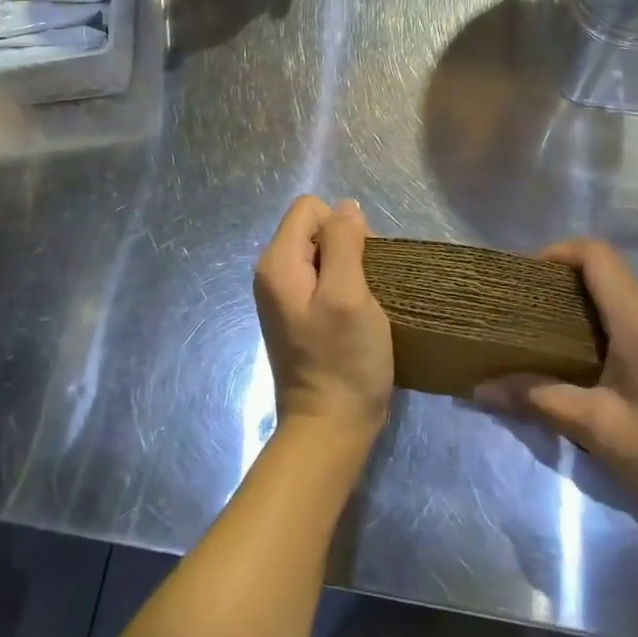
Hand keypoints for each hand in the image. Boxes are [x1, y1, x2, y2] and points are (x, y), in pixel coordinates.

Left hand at [253, 197, 394, 442]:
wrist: (329, 429)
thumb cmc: (343, 360)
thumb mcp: (348, 294)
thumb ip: (344, 243)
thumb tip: (346, 207)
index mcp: (277, 262)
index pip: (310, 208)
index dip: (341, 226)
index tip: (360, 264)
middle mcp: (272, 273)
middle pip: (314, 229)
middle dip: (346, 247)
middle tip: (365, 288)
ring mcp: (283, 296)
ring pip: (321, 255)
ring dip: (348, 270)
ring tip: (363, 304)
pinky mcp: (297, 315)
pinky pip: (321, 280)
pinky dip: (342, 289)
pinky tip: (354, 317)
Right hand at [476, 239, 637, 527]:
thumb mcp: (598, 427)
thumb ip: (538, 399)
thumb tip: (480, 388)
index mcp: (637, 317)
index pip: (594, 253)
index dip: (555, 252)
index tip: (522, 279)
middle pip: (601, 271)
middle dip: (557, 282)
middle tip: (520, 311)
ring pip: (614, 298)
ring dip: (576, 307)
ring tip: (540, 336)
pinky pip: (628, 321)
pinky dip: (596, 327)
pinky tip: (579, 365)